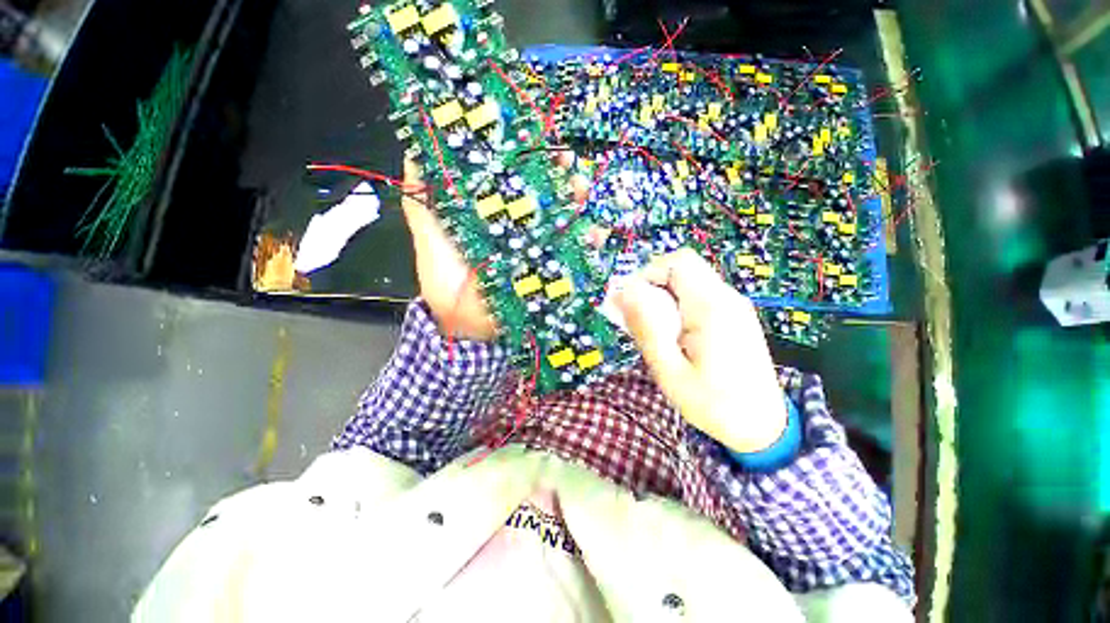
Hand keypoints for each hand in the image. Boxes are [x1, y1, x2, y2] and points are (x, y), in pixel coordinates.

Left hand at [400, 153, 588, 341]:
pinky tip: (595, 232)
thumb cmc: (447, 289)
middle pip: (546, 198)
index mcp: (494, 220)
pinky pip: (577, 256)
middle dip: (559, 175)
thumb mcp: (431, 246)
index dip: (525, 158)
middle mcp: (522, 232)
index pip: (515, 183)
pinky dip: (589, 243)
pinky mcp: (554, 274)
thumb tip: (414, 158)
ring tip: (583, 188)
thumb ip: (423, 209)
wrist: (468, 330)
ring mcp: (541, 252)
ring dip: (578, 202)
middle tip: (567, 160)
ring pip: (566, 221)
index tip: (534, 136)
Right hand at [615, 249, 787, 453]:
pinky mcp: (733, 315)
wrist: (763, 426)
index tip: (631, 302)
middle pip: (683, 268)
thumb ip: (646, 328)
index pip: (678, 262)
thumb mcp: (670, 371)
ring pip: (689, 281)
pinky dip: (677, 305)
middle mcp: (727, 298)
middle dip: (653, 286)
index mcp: (712, 307)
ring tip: (654, 330)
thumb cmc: (713, 404)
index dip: (648, 273)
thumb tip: (623, 293)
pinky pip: (698, 296)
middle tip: (638, 318)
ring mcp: (733, 306)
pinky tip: (673, 334)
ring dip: (663, 297)